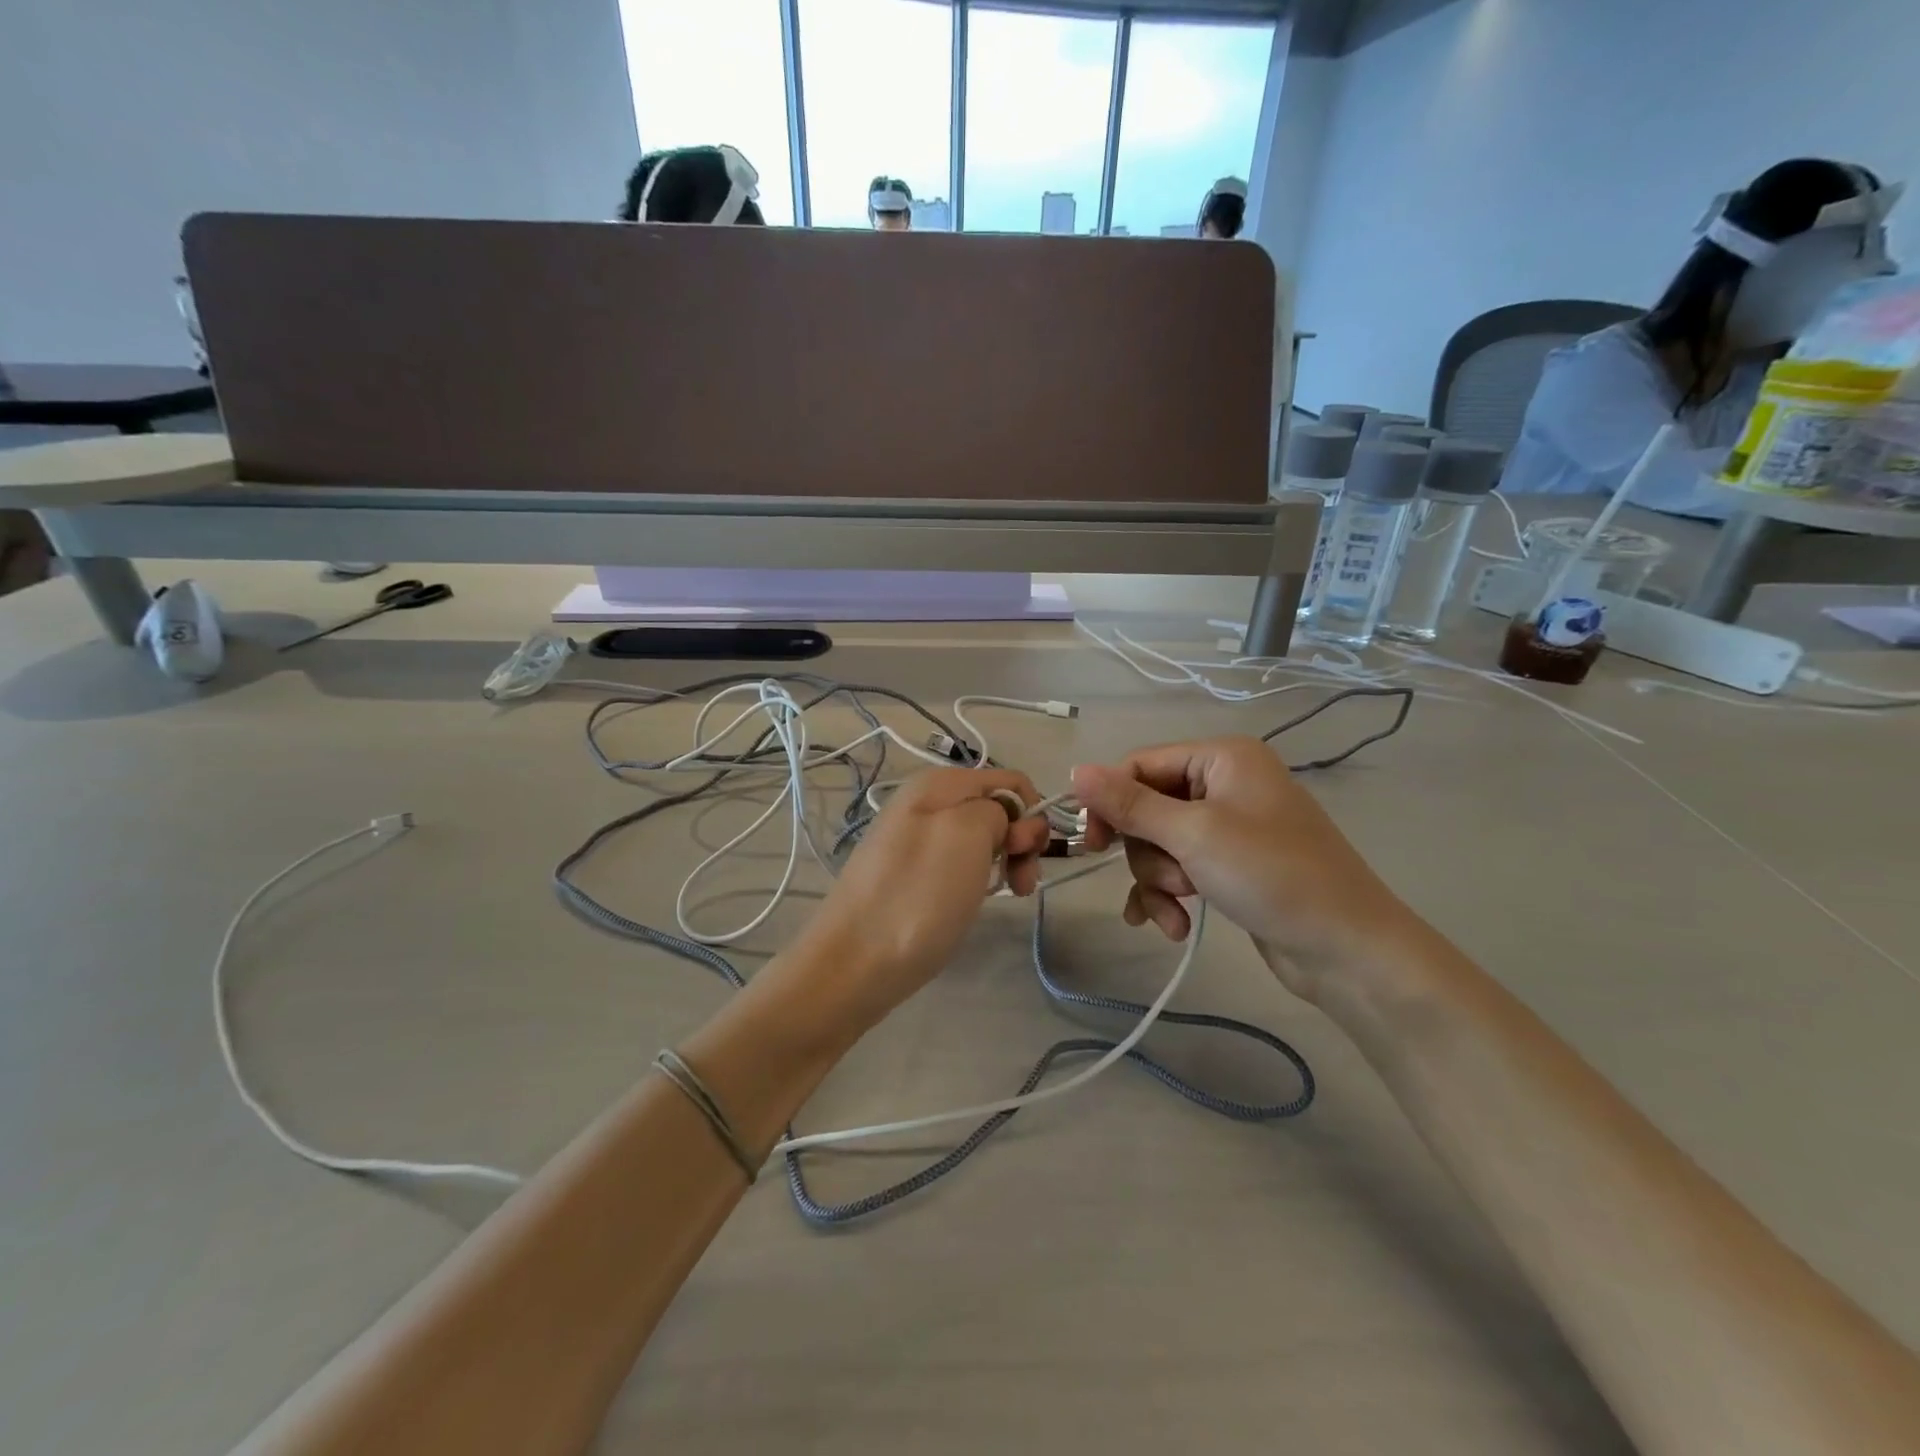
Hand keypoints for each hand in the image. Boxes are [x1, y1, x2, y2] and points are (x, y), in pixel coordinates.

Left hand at [798, 769, 1050, 1031]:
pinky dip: (974, 879)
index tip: (1026, 857)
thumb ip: (998, 810)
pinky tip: (968, 902)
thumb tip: (1002, 819)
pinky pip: (957, 863)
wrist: (854, 963)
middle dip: (1018, 842)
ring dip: (999, 864)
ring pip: (979, 839)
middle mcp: (924, 801)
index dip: (1029, 817)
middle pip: (996, 809)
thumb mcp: (967, 834)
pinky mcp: (908, 872)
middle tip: (1019, 884)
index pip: (1010, 783)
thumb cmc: (918, 897)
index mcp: (937, 783)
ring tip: (999, 896)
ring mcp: (913, 838)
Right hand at [1072, 737, 1416, 1001]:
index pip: (1140, 765)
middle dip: (1149, 852)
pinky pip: (1180, 869)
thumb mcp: (1192, 835)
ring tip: (1180, 909)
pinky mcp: (1231, 865)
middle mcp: (1225, 783)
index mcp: (1222, 757)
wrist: (1348, 949)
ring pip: (1160, 844)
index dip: (1110, 802)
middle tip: (1169, 881)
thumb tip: (1075, 769)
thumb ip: (1129, 803)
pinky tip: (1171, 927)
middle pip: (1148, 808)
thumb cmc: (1271, 875)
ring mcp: (1230, 826)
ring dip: (1159, 881)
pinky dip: (1169, 896)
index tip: (1092, 845)